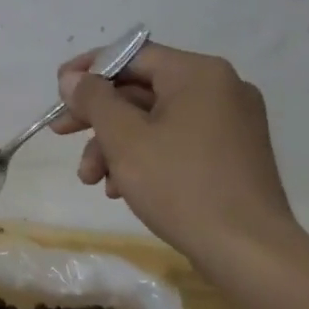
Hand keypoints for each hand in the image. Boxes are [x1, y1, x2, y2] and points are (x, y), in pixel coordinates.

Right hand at [52, 43, 299, 267]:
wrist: (250, 253)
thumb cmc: (181, 185)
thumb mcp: (124, 139)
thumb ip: (94, 100)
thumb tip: (74, 79)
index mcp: (199, 74)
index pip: (132, 55)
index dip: (89, 69)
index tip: (59, 90)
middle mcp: (220, 89)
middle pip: (141, 89)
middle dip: (98, 117)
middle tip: (61, 132)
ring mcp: (231, 123)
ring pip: (156, 120)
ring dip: (116, 144)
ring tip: (91, 179)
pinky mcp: (233, 155)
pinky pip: (177, 141)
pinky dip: (145, 157)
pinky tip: (120, 188)